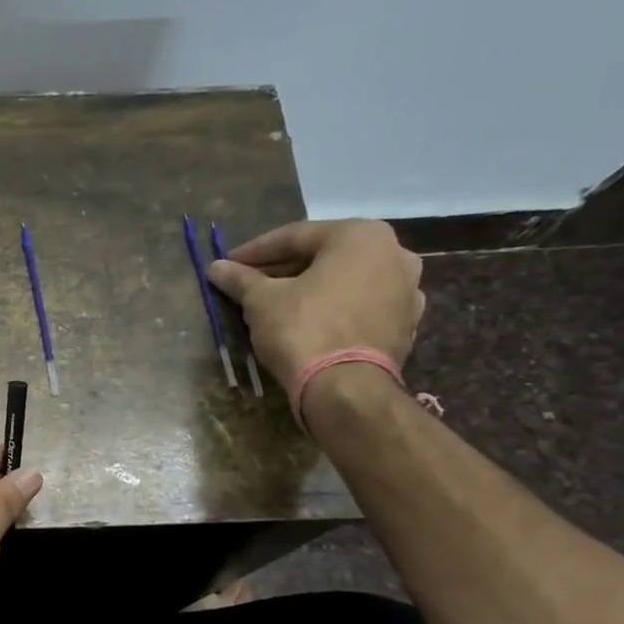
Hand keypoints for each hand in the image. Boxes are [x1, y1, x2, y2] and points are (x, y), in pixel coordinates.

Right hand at [206, 219, 424, 392]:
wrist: (346, 387)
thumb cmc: (303, 329)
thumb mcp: (262, 301)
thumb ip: (241, 279)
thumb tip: (216, 267)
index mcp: (360, 235)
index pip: (295, 237)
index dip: (255, 252)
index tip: (228, 264)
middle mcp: (394, 253)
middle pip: (324, 256)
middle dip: (284, 269)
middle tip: (250, 283)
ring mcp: (407, 290)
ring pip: (345, 281)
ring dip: (311, 288)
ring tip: (278, 304)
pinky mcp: (405, 324)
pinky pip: (360, 306)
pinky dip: (334, 309)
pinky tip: (309, 323)